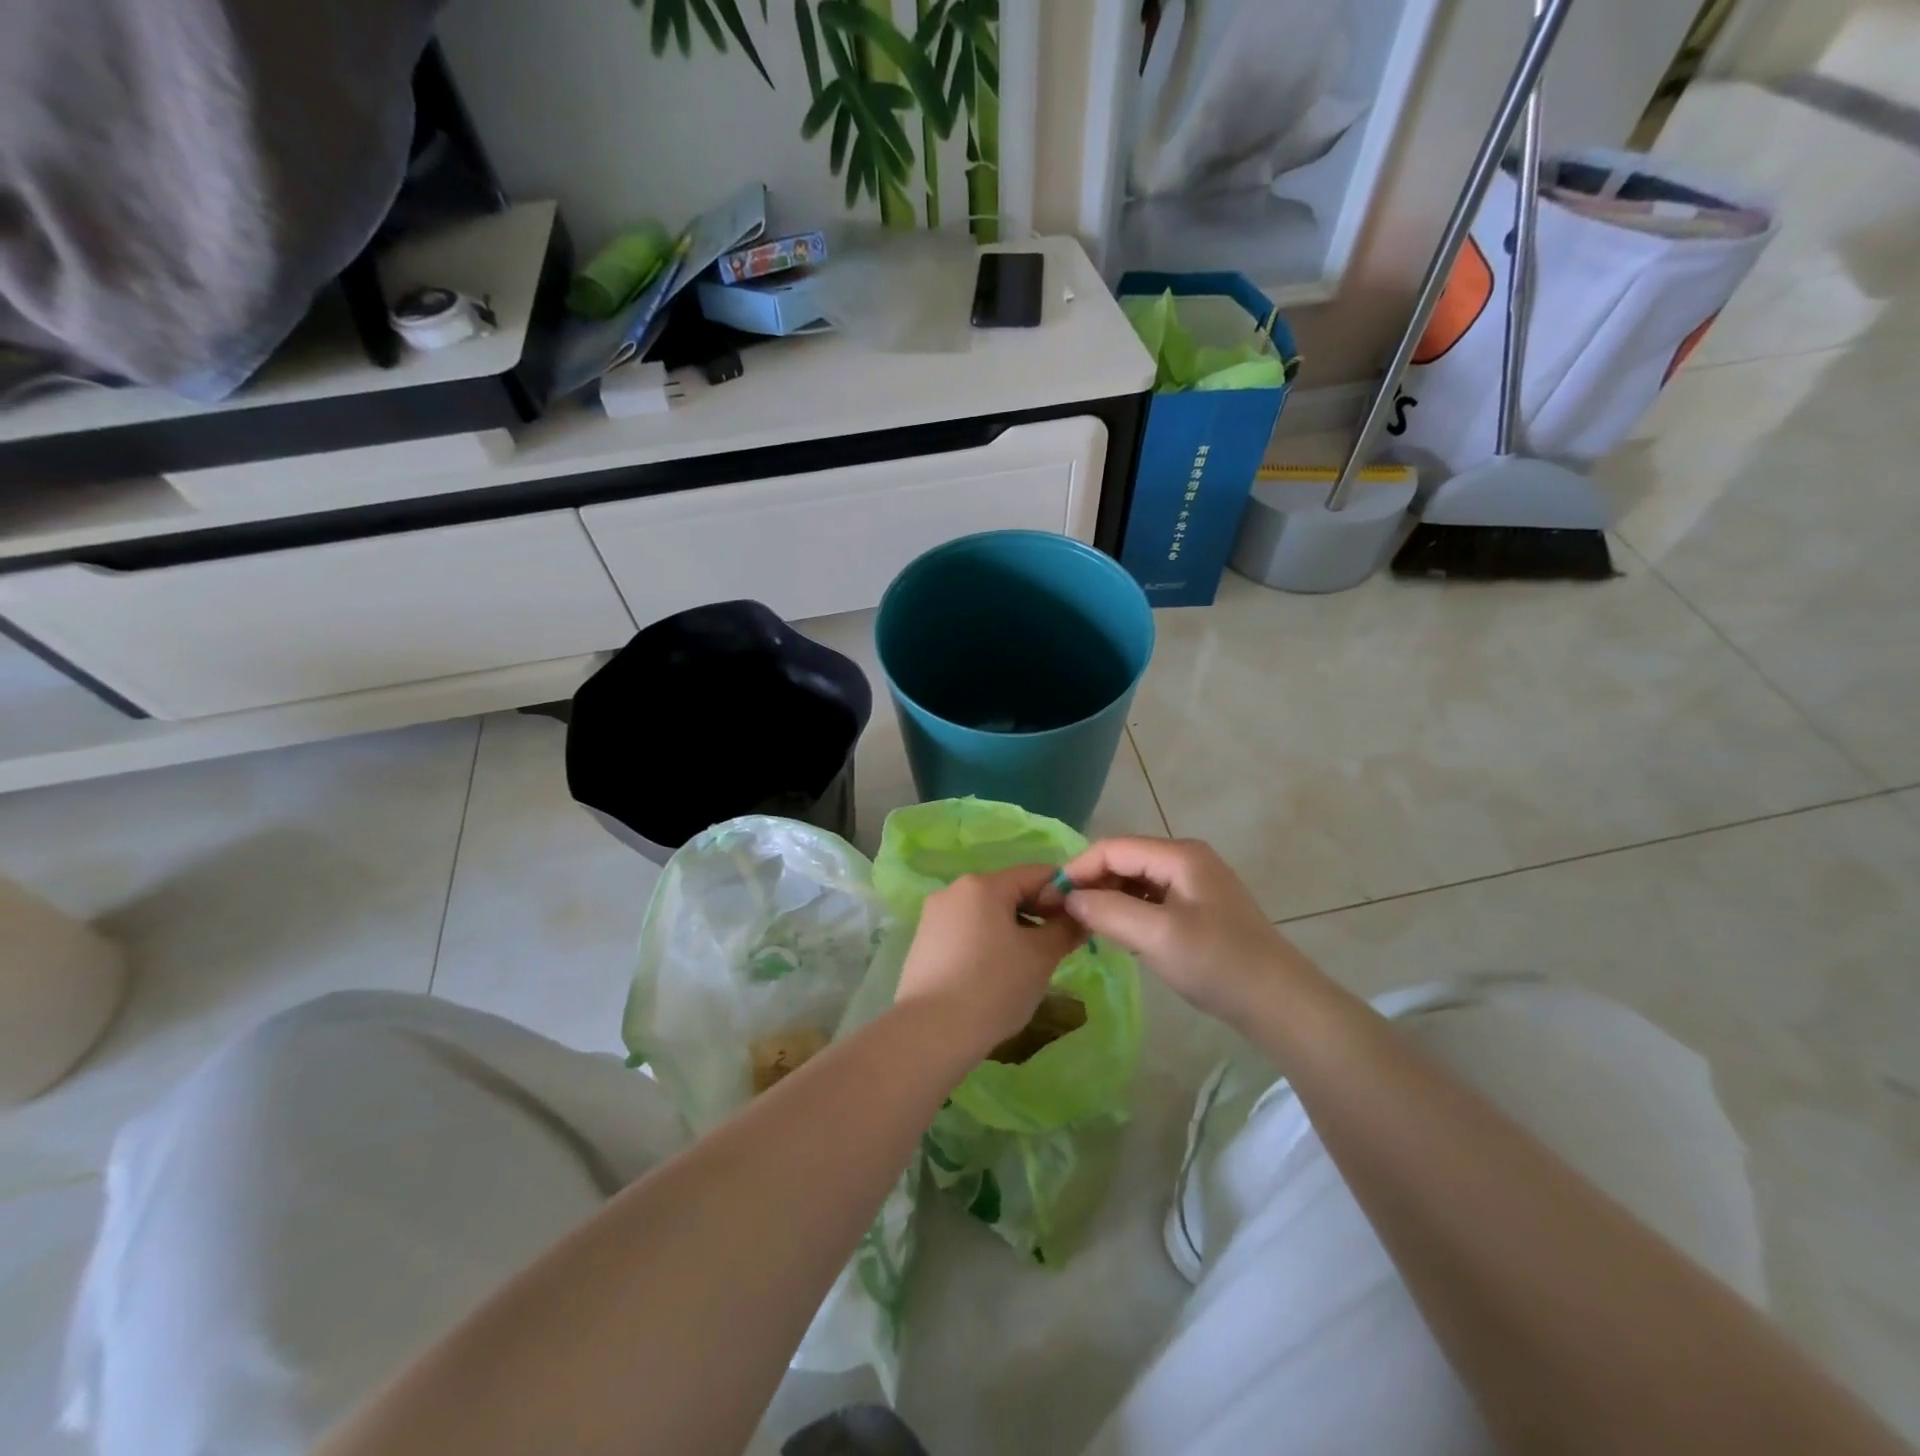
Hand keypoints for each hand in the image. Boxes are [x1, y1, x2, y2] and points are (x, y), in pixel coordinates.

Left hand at [894, 865, 1086, 1058]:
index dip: (1064, 893)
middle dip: (1038, 914)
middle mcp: (953, 891)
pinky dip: (988, 944)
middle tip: (1060, 946)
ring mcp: (934, 917)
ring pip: (987, 914)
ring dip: (1014, 930)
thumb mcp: (1040, 957)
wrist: (932, 1032)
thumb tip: (1080, 917)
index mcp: (982, 884)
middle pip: (1008, 892)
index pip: (1035, 874)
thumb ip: (1065, 930)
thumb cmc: (993, 986)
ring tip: (1030, 965)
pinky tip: (997, 975)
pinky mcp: (924, 943)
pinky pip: (966, 933)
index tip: (1081, 920)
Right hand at [1055, 837, 1314, 1027]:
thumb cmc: (1218, 964)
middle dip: (1090, 882)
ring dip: (1107, 898)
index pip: (1112, 848)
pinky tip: (1114, 932)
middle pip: (1123, 860)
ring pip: (1135, 880)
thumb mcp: (1157, 936)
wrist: (1280, 1003)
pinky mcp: (1197, 908)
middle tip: (1059, 914)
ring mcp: (1194, 884)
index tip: (1047, 898)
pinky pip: (1150, 899)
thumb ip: (1108, 911)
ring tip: (1080, 924)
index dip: (1077, 868)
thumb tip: (1067, 898)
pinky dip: (1127, 910)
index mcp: (1179, 855)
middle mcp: (1185, 859)